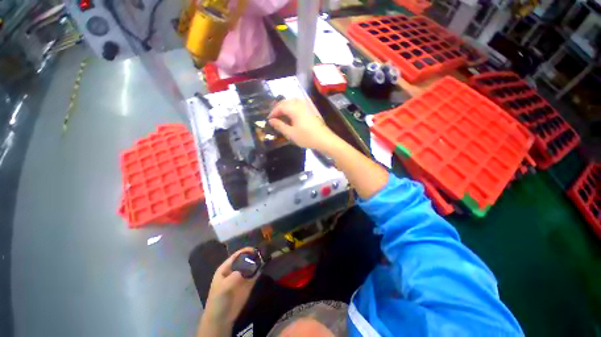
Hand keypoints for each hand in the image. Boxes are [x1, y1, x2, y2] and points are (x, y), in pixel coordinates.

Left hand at [201, 248, 258, 327]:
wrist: (221, 319)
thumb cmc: (218, 300)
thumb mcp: (223, 288)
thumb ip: (233, 278)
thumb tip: (244, 270)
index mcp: (226, 268)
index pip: (236, 255)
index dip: (244, 251)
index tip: (254, 249)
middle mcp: (235, 270)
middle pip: (245, 259)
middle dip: (252, 255)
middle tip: (262, 253)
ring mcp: (242, 277)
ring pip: (251, 265)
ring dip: (257, 262)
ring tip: (265, 258)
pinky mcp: (248, 284)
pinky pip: (255, 274)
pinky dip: (259, 270)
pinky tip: (264, 267)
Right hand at [268, 98, 339, 152]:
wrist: (324, 139)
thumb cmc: (306, 137)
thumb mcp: (291, 133)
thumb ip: (280, 126)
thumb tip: (271, 121)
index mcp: (294, 108)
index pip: (280, 106)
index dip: (273, 112)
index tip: (269, 120)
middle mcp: (300, 104)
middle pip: (286, 102)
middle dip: (278, 108)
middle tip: (274, 117)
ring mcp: (306, 106)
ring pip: (292, 102)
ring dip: (285, 107)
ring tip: (282, 116)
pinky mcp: (311, 110)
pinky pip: (298, 104)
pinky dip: (292, 107)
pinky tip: (292, 115)